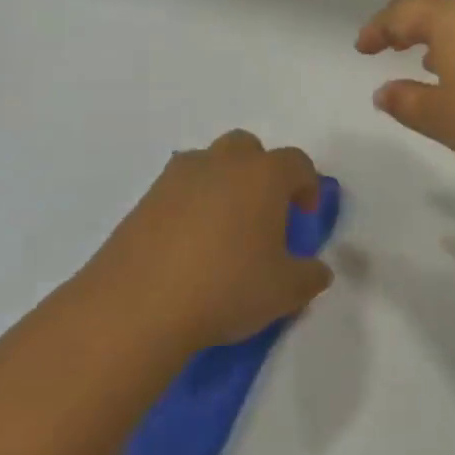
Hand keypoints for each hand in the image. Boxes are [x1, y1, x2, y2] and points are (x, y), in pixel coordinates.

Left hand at [87, 131, 333, 350]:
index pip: (297, 162)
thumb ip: (310, 277)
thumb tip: (317, 270)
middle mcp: (221, 163)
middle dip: (261, 172)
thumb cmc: (226, 287)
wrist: (137, 305)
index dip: (307, 185)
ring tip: (224, 230)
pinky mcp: (144, 199)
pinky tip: (189, 246)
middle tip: (264, 213)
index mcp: (263, 175)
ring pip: (209, 164)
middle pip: (248, 149)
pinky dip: (190, 206)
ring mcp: (177, 177)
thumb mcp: (285, 292)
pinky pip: (178, 190)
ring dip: (223, 184)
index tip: (305, 215)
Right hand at [356, 0, 454, 188]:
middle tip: (397, 41)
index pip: (401, 12)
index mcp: (452, 10)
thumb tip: (383, 91)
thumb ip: (406, 101)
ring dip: (450, 23)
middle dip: (413, 17)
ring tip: (437, 54)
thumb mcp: (443, 119)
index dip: (377, 30)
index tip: (362, 47)